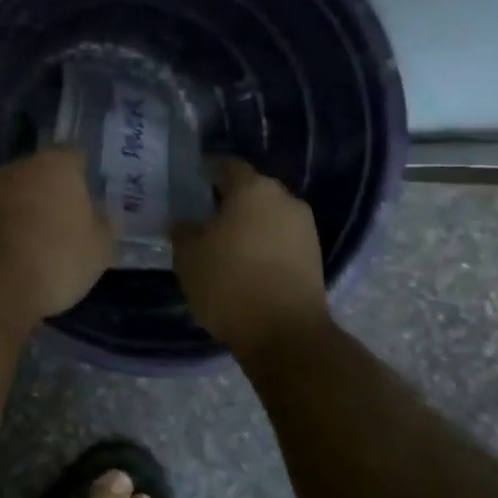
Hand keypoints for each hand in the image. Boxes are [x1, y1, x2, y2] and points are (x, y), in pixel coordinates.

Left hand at [0, 148, 114, 321]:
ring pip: (20, 192)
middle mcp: (21, 166)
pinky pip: (2, 213)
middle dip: (55, 190)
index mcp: (57, 163)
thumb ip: (104, 223)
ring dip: (30, 207)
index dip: (85, 177)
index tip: (92, 199)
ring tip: (45, 237)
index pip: (76, 157)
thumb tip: (98, 213)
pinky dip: (11, 224)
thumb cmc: (58, 257)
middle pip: (44, 172)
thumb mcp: (100, 246)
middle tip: (70, 218)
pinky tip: (21, 247)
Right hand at [171, 159, 328, 359]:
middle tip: (203, 216)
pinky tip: (245, 263)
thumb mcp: (188, 256)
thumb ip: (183, 231)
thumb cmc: (228, 283)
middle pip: (251, 189)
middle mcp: (284, 199)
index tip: (190, 182)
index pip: (226, 165)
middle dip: (228, 199)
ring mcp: (304, 227)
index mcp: (251, 189)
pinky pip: (280, 238)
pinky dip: (263, 244)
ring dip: (248, 224)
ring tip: (223, 243)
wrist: (284, 332)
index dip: (206, 171)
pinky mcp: (314, 255)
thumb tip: (185, 222)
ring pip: (268, 215)